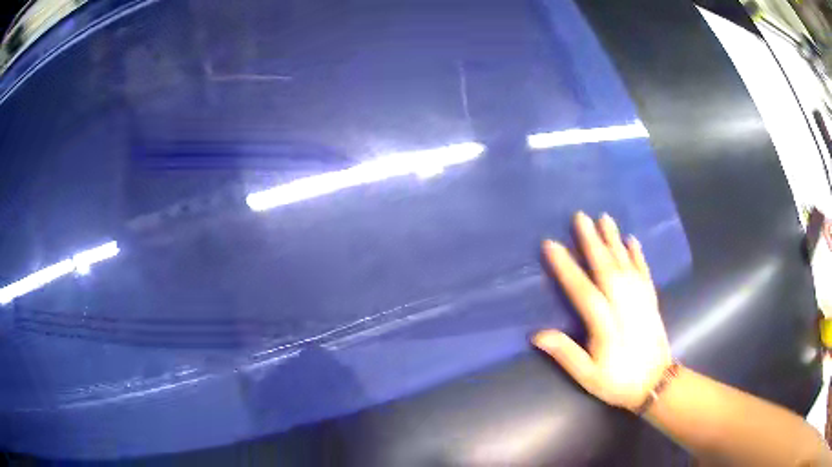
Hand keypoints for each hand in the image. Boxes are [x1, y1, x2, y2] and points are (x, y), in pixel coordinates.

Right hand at [533, 212, 670, 411]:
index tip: (552, 245)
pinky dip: (638, 255)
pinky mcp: (651, 300)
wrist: (656, 384)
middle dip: (592, 242)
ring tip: (605, 218)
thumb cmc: (618, 382)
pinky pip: (644, 272)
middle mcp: (624, 306)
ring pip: (626, 265)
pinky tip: (632, 240)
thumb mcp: (587, 376)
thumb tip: (537, 334)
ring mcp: (641, 300)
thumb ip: (566, 354)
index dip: (567, 268)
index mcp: (606, 324)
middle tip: (580, 217)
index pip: (583, 291)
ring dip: (614, 240)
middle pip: (607, 269)